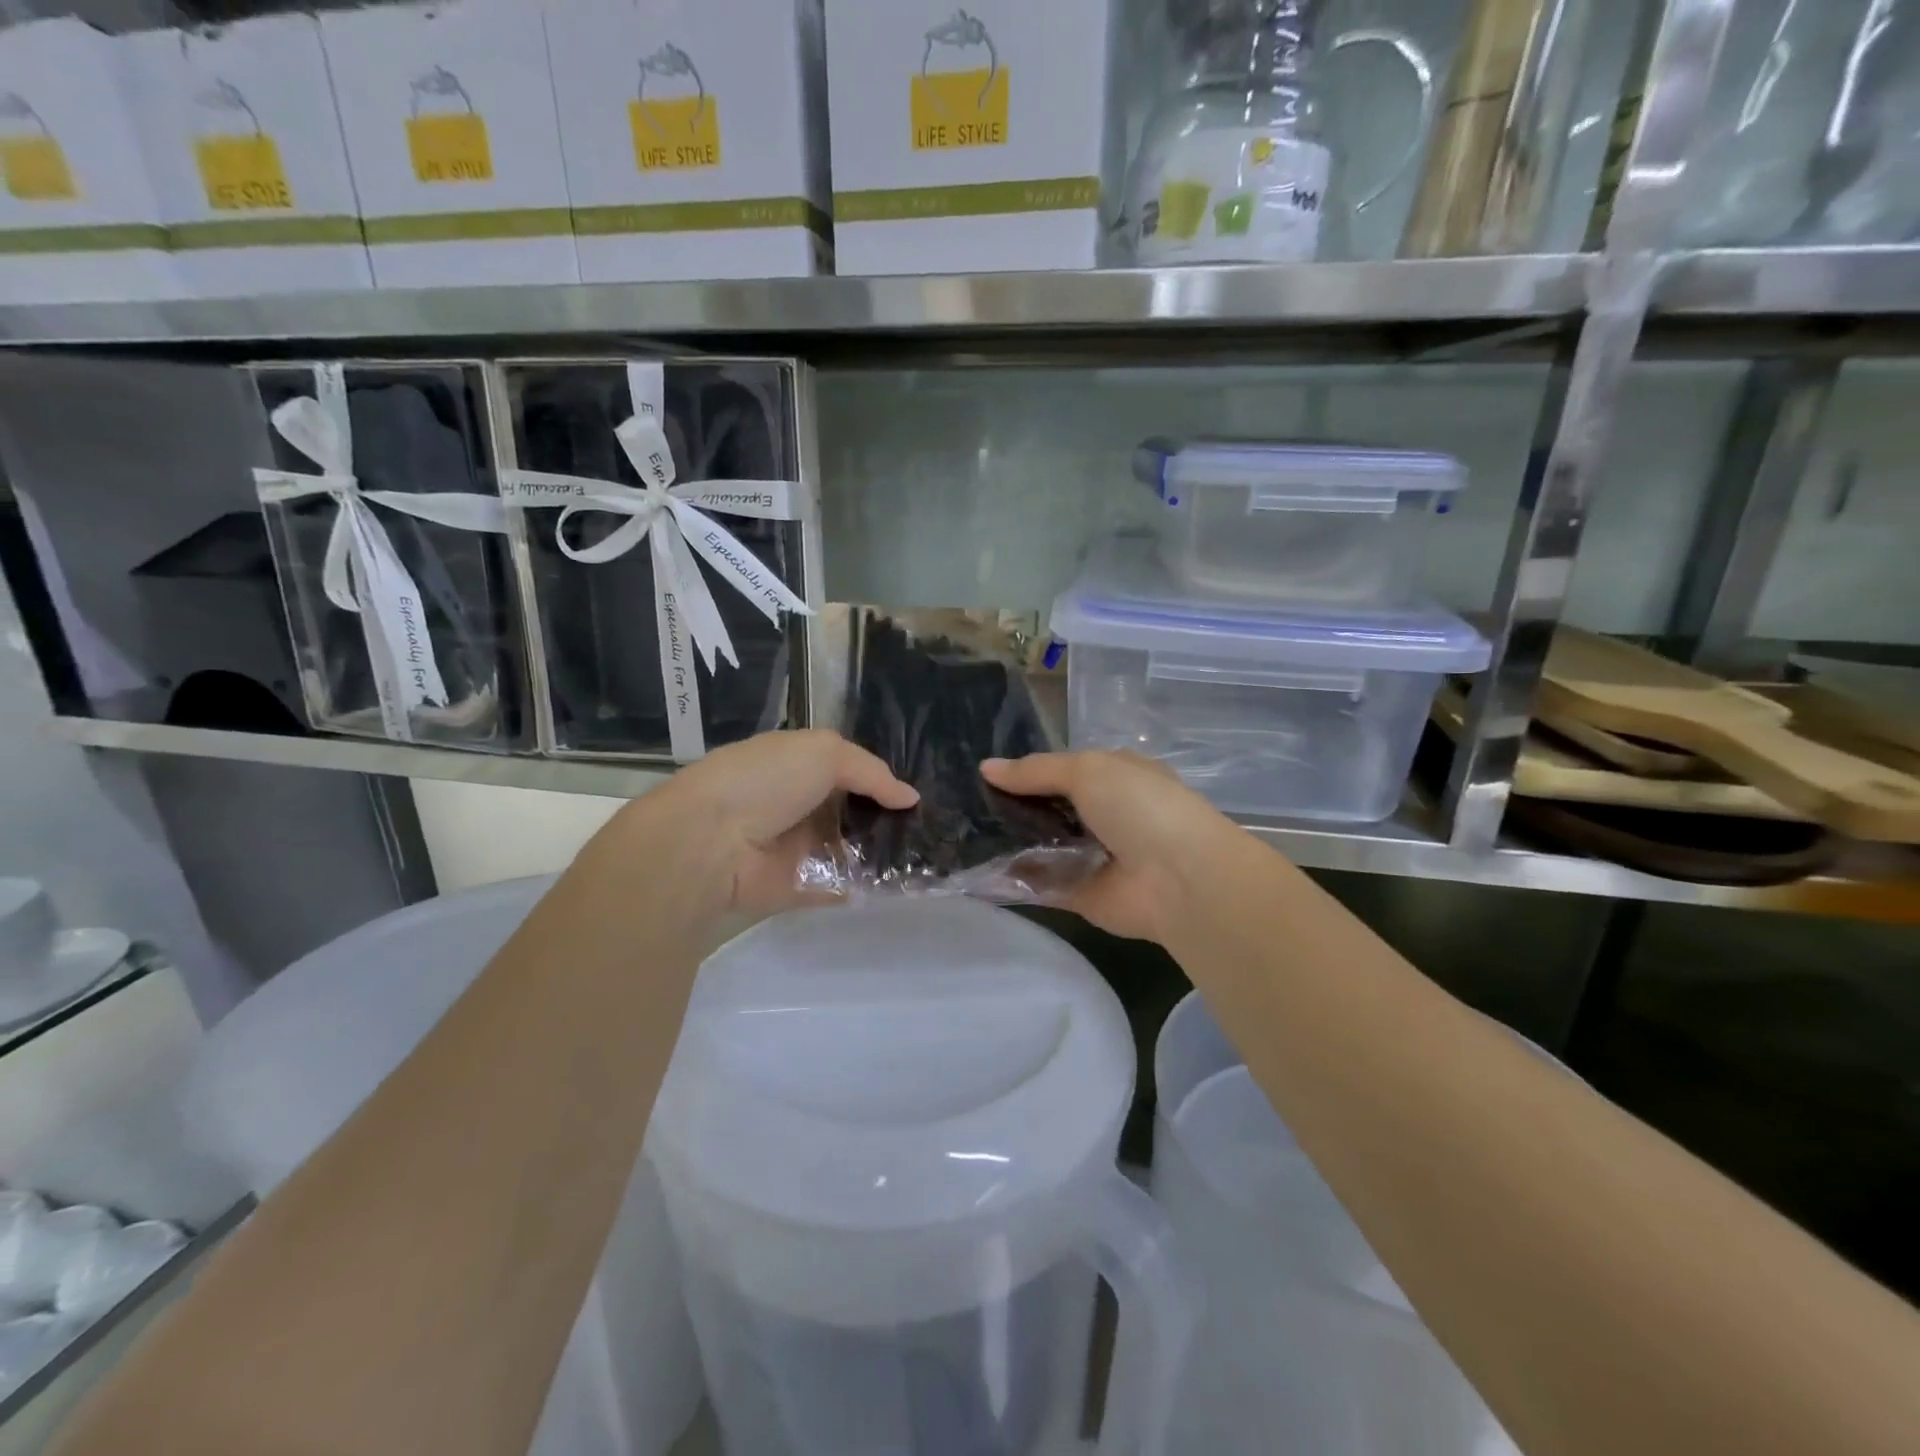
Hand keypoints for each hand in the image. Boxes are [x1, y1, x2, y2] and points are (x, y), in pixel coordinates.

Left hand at [598, 730, 917, 921]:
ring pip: (848, 851)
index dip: (879, 780)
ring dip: (881, 854)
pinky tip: (902, 887)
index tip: (916, 794)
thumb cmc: (766, 781)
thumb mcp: (824, 752)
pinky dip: (864, 889)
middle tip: (932, 828)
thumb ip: (871, 771)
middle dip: (886, 819)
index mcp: (796, 766)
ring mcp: (796, 848)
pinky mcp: (796, 887)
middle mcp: (797, 805)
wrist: (710, 840)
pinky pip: (837, 887)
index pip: (846, 771)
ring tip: (928, 858)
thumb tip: (910, 797)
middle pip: (850, 812)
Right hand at [982, 750, 1241, 943]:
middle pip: (1047, 809)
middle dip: (1010, 807)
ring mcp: (1090, 857)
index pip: (1062, 770)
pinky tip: (973, 868)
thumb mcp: (1088, 771)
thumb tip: (985, 767)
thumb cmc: (1140, 808)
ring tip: (956, 832)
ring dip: (1006, 841)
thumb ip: (1036, 771)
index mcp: (1114, 778)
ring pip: (1039, 845)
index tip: (981, 773)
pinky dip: (1011, 877)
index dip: (1026, 771)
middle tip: (962, 804)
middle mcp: (1103, 816)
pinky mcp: (1078, 894)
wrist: (1181, 881)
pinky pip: (1039, 883)